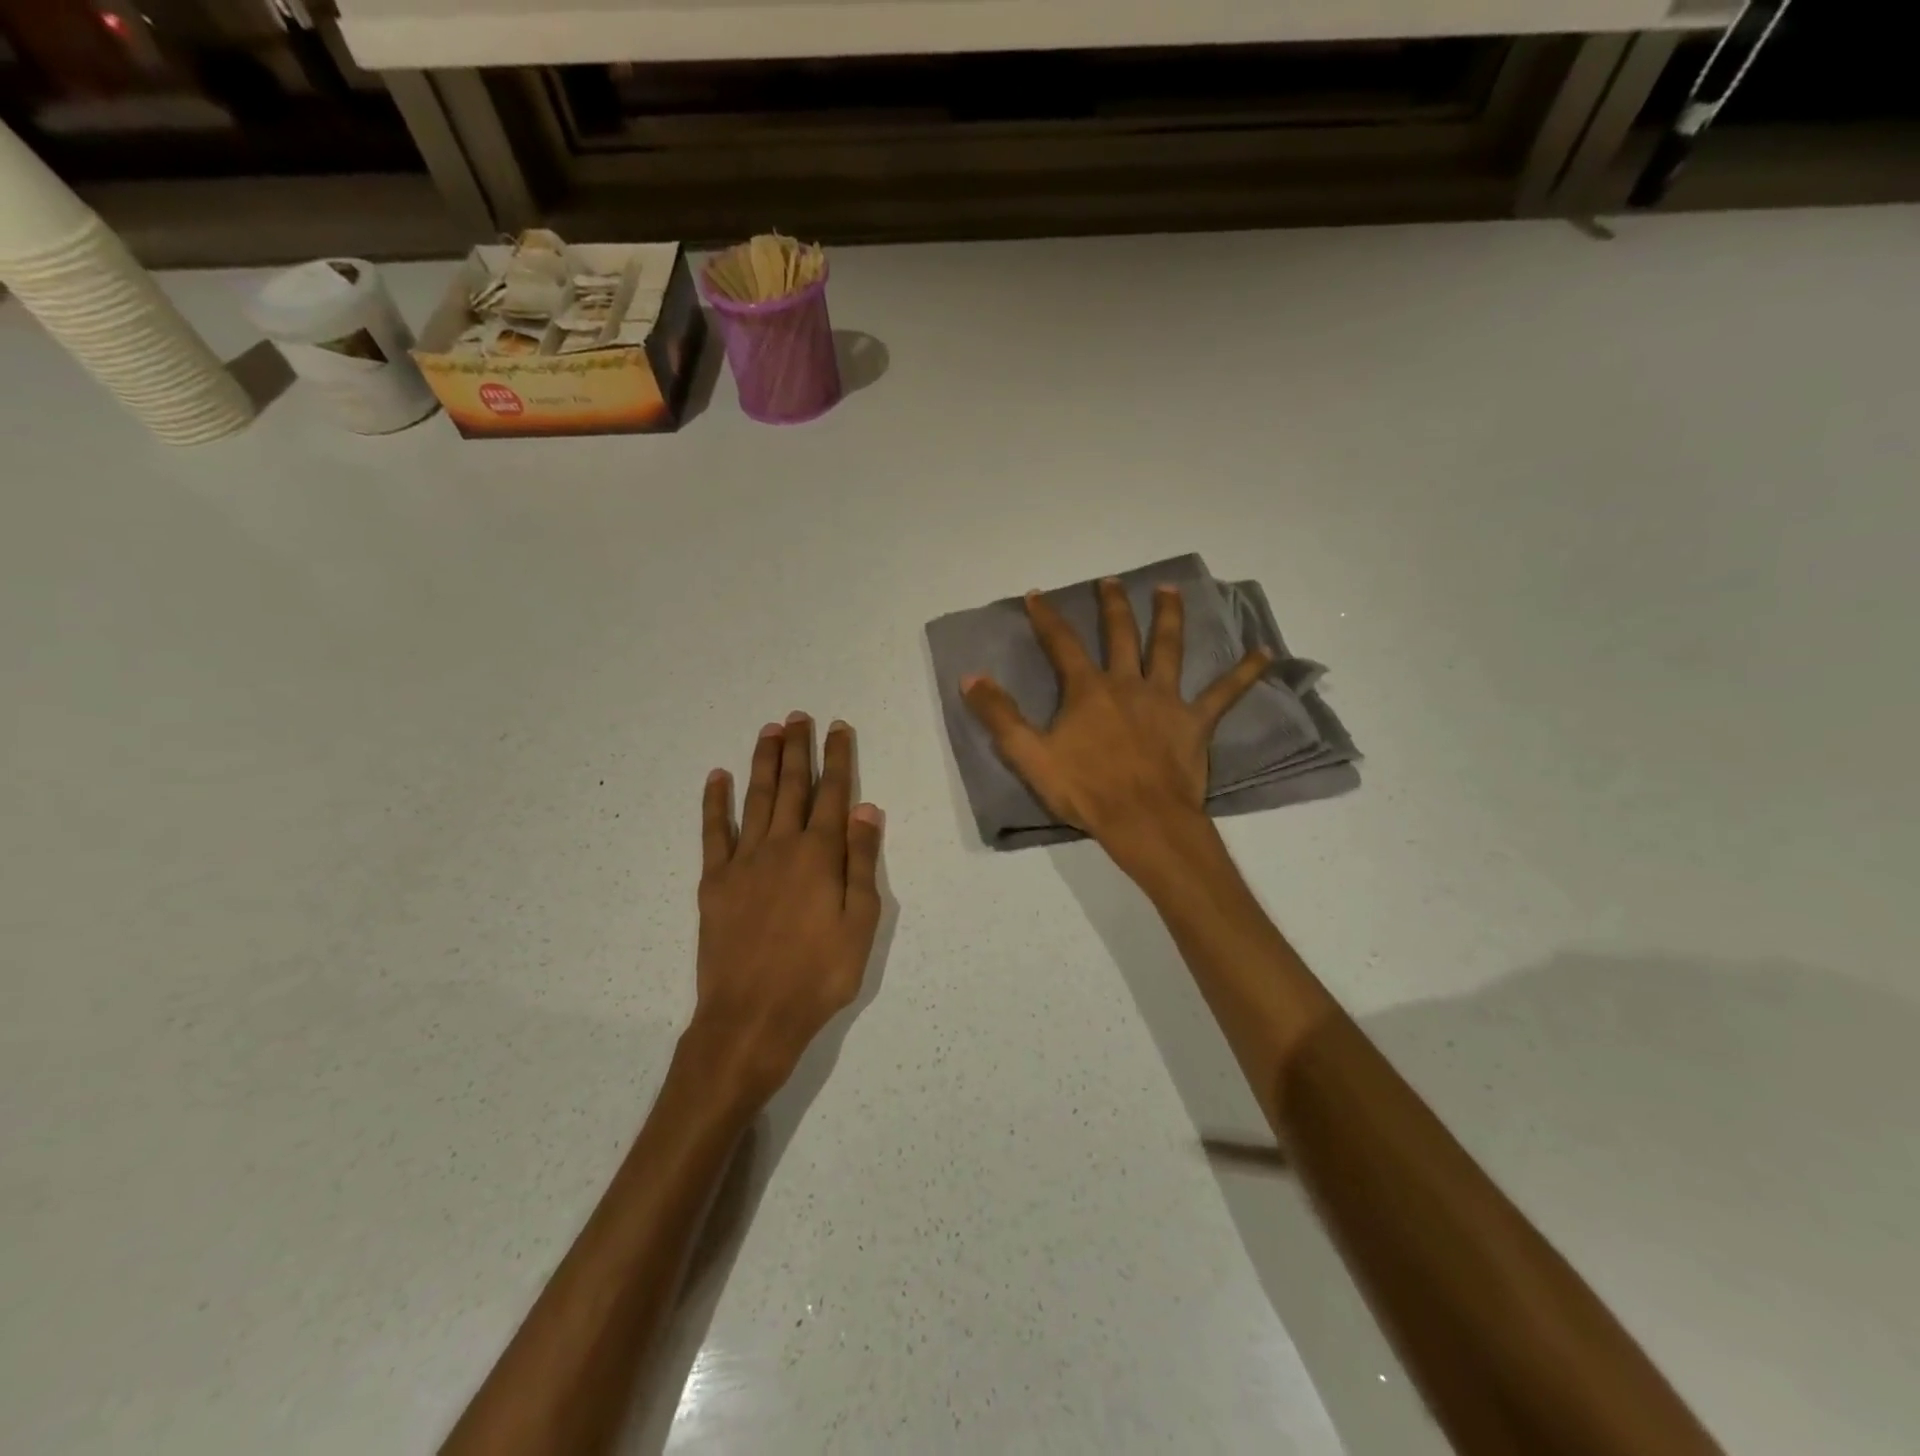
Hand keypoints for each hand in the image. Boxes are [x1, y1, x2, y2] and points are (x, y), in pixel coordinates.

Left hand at [694, 714, 884, 1103]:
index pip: (833, 794)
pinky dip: (714, 802)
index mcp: (820, 855)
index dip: (837, 758)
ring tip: (769, 731)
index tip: (837, 727)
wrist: (752, 1017)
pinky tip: (716, 777)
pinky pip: (713, 832)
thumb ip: (862, 862)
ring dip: (763, 762)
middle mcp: (781, 846)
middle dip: (797, 749)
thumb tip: (868, 809)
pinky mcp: (714, 881)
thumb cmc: (818, 975)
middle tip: (798, 716)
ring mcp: (743, 861)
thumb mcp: (860, 924)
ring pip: (755, 799)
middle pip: (792, 787)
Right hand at [961, 578, 1268, 868]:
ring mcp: (1165, 700)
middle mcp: (1128, 684)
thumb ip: (1000, 716)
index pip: (1062, 644)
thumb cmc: (1085, 791)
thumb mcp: (1030, 756)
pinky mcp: (1195, 722)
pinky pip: (1225, 693)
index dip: (1047, 617)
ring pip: (1169, 648)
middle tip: (1110, 582)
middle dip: (1112, 606)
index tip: (1037, 594)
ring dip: (1169, 616)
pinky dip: (1245, 672)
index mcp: (1088, 690)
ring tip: (1169, 590)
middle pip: (1120, 634)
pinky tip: (1264, 652)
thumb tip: (971, 678)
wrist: (1143, 821)